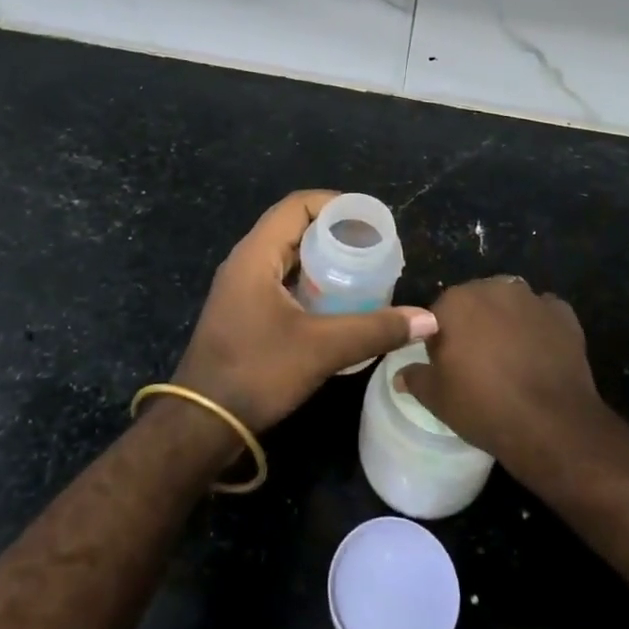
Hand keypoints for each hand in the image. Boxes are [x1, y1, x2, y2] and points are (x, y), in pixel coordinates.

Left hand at [172, 190, 436, 432]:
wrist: (201, 423)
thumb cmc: (257, 372)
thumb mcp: (322, 349)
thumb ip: (375, 330)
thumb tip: (428, 320)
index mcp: (256, 254)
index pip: (297, 206)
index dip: (335, 204)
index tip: (371, 220)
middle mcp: (245, 261)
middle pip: (293, 227)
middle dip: (334, 232)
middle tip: (374, 246)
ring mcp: (241, 287)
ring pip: (287, 255)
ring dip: (322, 258)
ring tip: (362, 270)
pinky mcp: (243, 311)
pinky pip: (281, 279)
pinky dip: (310, 281)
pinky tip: (337, 302)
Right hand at [396, 276, 602, 457]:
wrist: (552, 425)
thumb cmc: (484, 407)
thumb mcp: (438, 400)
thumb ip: (416, 379)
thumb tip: (400, 374)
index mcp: (455, 303)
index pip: (438, 314)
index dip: (441, 339)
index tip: (448, 365)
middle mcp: (491, 288)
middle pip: (475, 302)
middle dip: (474, 323)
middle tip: (479, 361)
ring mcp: (530, 298)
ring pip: (509, 303)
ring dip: (506, 320)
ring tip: (512, 356)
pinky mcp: (562, 314)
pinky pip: (543, 313)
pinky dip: (540, 326)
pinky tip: (541, 352)